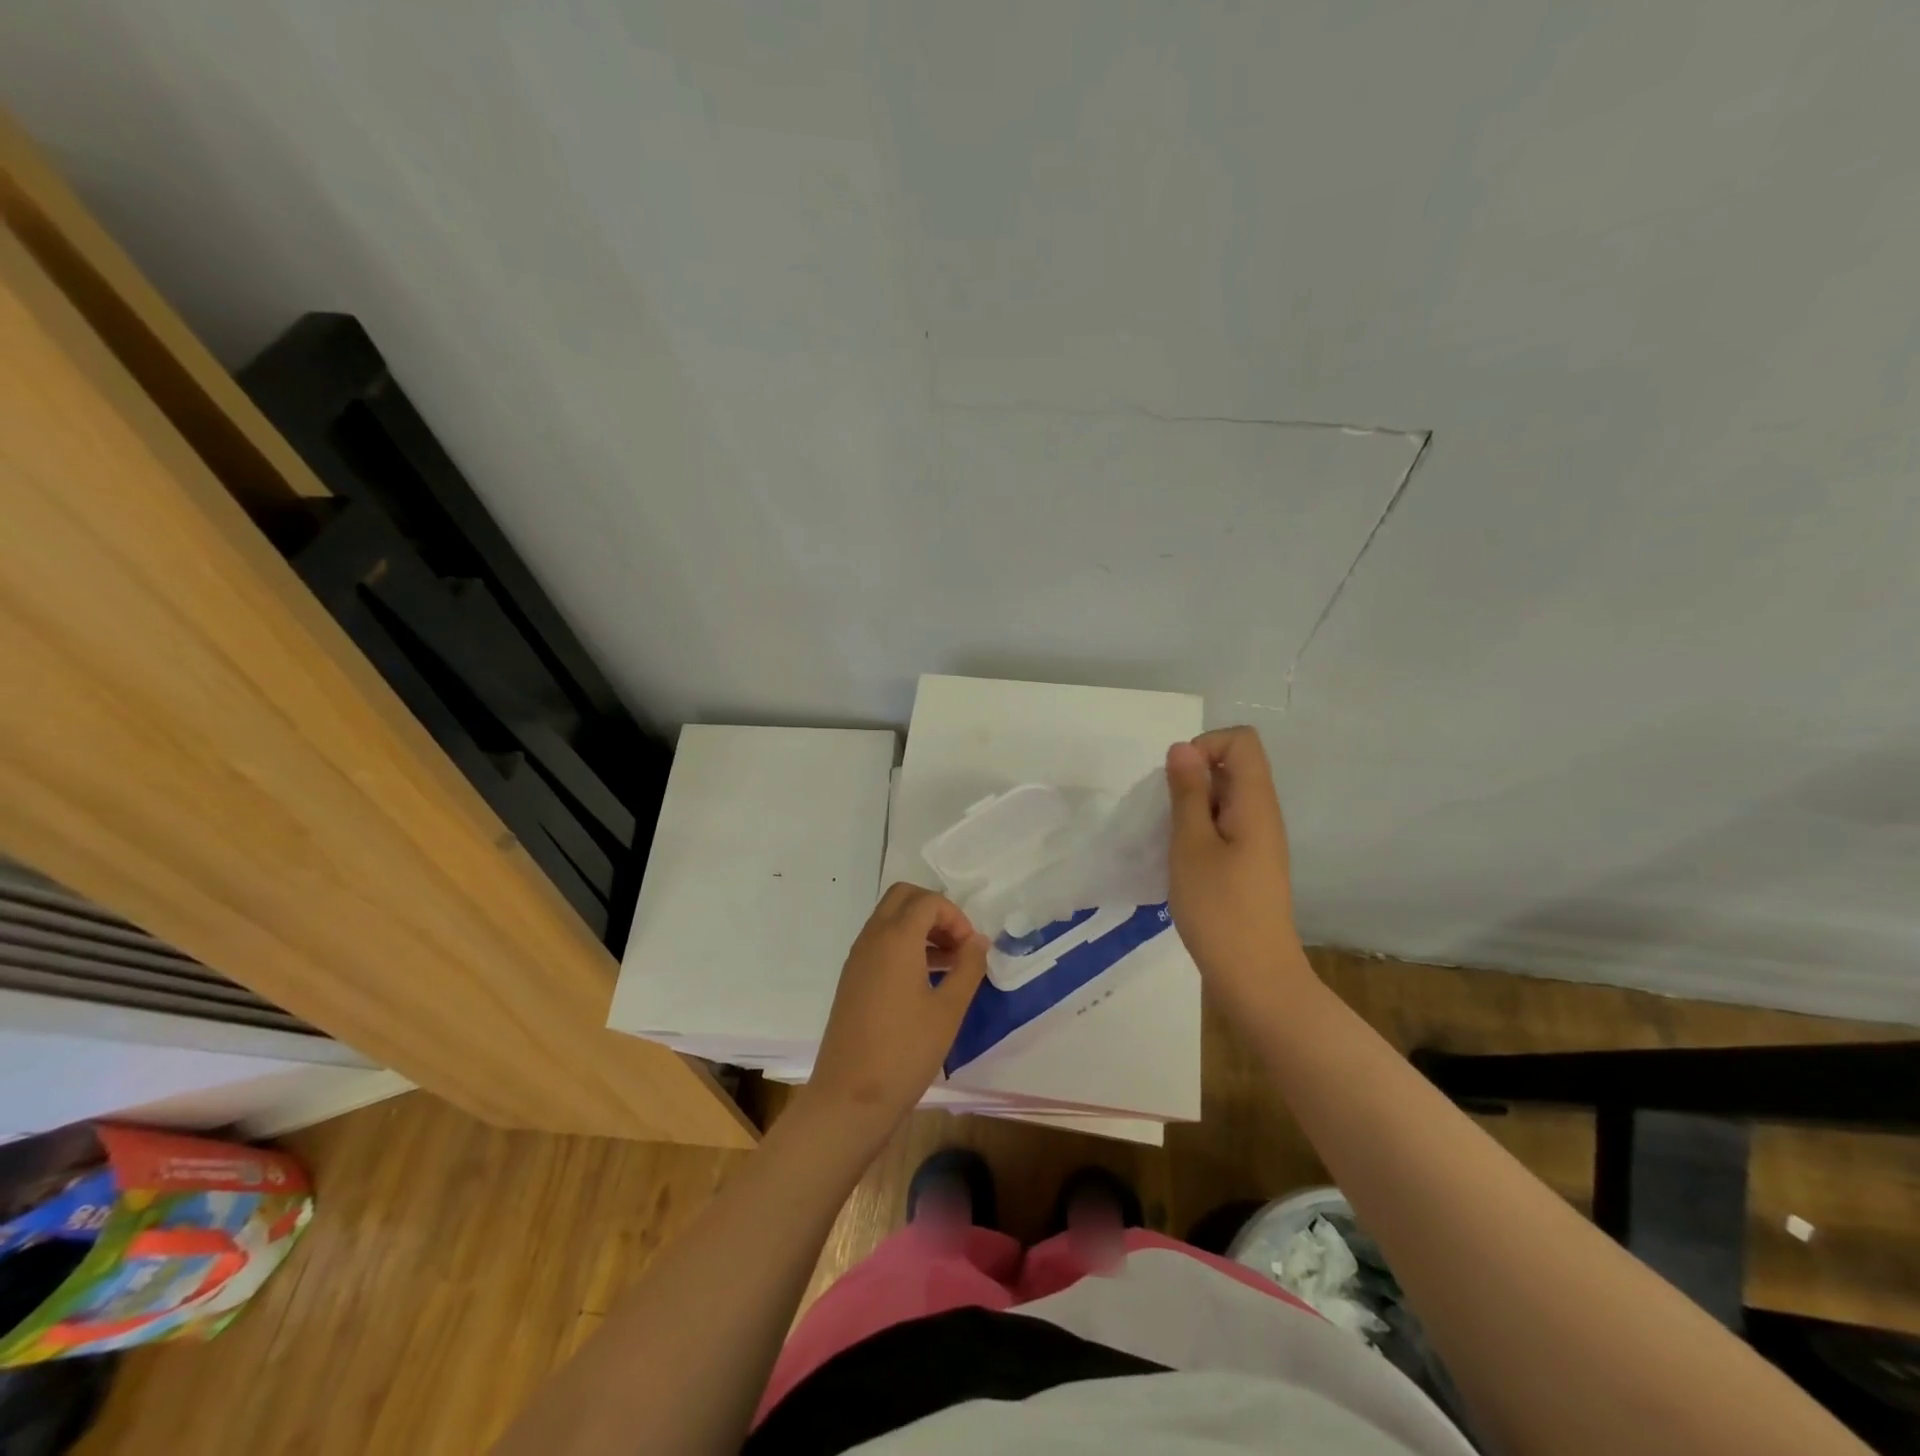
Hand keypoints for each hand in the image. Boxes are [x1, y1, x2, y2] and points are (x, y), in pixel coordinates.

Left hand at [804, 884, 988, 1142]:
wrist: (850, 1096)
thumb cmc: (906, 1051)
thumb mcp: (949, 1010)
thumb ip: (968, 968)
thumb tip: (979, 941)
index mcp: (896, 938)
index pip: (928, 901)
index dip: (955, 916)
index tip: (971, 949)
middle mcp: (872, 938)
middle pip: (903, 898)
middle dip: (934, 911)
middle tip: (957, 944)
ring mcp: (857, 958)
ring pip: (889, 919)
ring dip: (919, 928)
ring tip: (948, 964)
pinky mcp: (851, 978)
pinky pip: (879, 942)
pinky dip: (903, 945)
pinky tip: (924, 981)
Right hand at [1164, 727, 1310, 1016]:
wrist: (1254, 977)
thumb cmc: (1219, 908)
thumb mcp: (1191, 845)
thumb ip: (1186, 793)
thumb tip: (1183, 747)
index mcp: (1255, 802)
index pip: (1241, 740)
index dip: (1204, 746)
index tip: (1177, 782)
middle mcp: (1262, 814)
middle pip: (1233, 766)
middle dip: (1192, 778)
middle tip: (1167, 816)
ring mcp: (1258, 841)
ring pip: (1224, 798)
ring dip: (1191, 807)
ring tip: (1171, 840)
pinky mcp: (1249, 864)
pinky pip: (1224, 826)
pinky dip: (1198, 830)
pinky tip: (1181, 861)